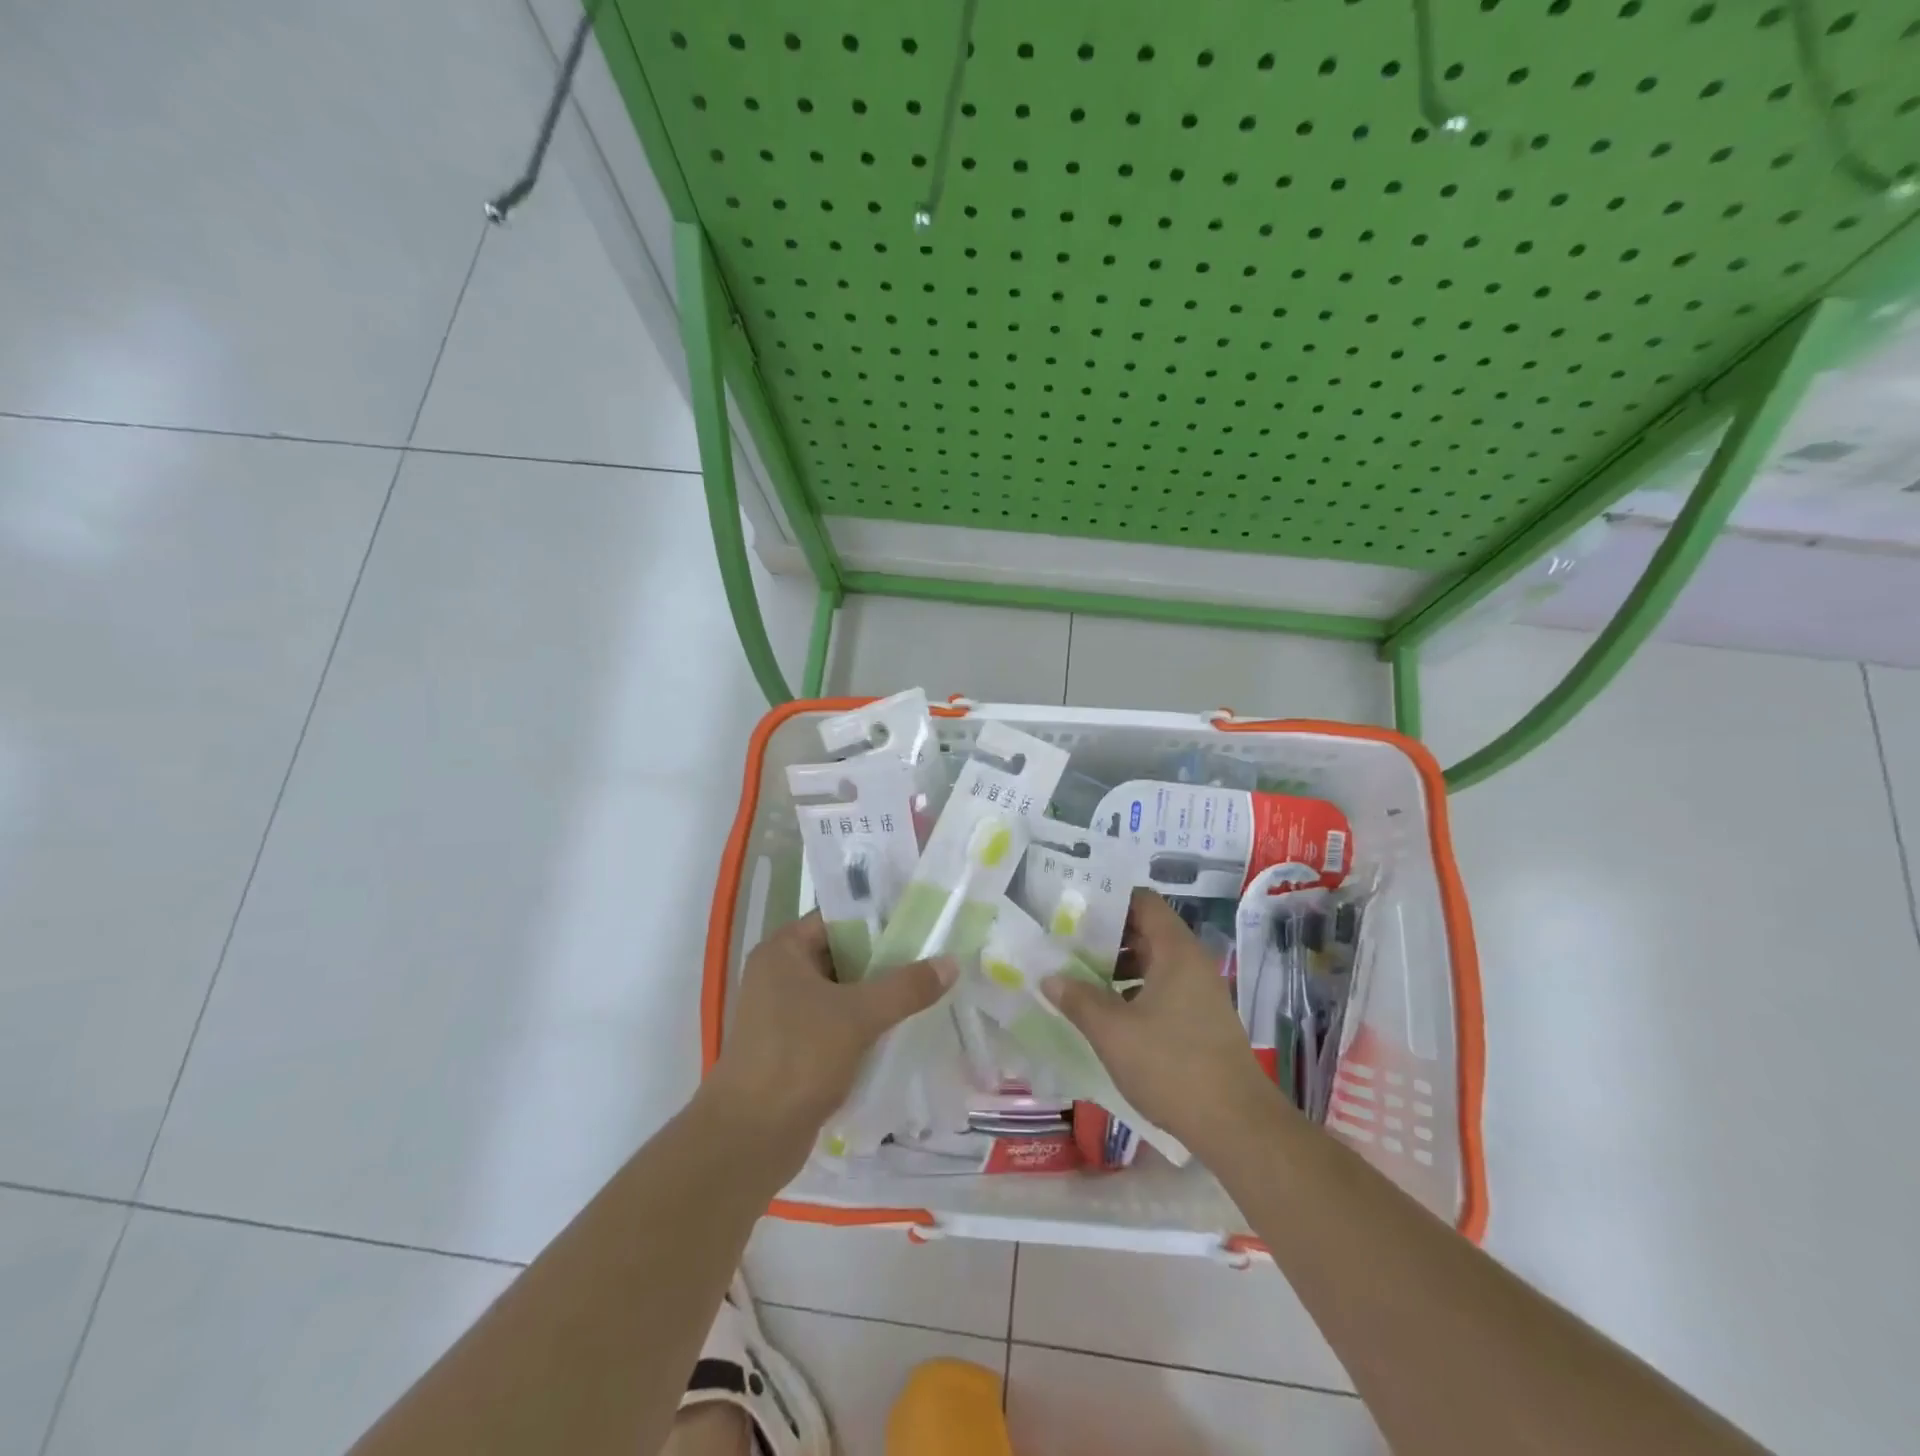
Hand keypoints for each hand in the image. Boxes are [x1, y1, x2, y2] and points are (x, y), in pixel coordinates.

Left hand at [704, 913, 954, 1173]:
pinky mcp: (792, 1048)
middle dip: (886, 961)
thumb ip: (906, 987)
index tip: (922, 925)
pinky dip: (864, 1025)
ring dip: (878, 996)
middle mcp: (780, 974)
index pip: (839, 918)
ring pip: (843, 992)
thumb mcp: (858, 1015)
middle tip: (933, 960)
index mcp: (784, 950)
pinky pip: (836, 1023)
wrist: (748, 1139)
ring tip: (926, 993)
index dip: (880, 920)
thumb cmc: (798, 1058)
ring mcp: (784, 1013)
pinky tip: (900, 1030)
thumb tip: (951, 963)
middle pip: (843, 955)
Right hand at [1044, 889, 1282, 1160]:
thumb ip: (1078, 999)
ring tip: (1080, 980)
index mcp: (1176, 951)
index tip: (1074, 910)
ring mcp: (1201, 992)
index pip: (1143, 901)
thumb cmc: (1171, 1065)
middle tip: (1066, 945)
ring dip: (1118, 967)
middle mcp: (1192, 962)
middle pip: (1147, 930)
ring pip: (1154, 962)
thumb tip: (1049, 977)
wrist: (1236, 1125)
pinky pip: (1163, 988)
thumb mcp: (1113, 1031)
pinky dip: (1135, 991)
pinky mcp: (1202, 1020)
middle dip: (1106, 936)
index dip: (1109, 900)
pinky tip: (1108, 1014)